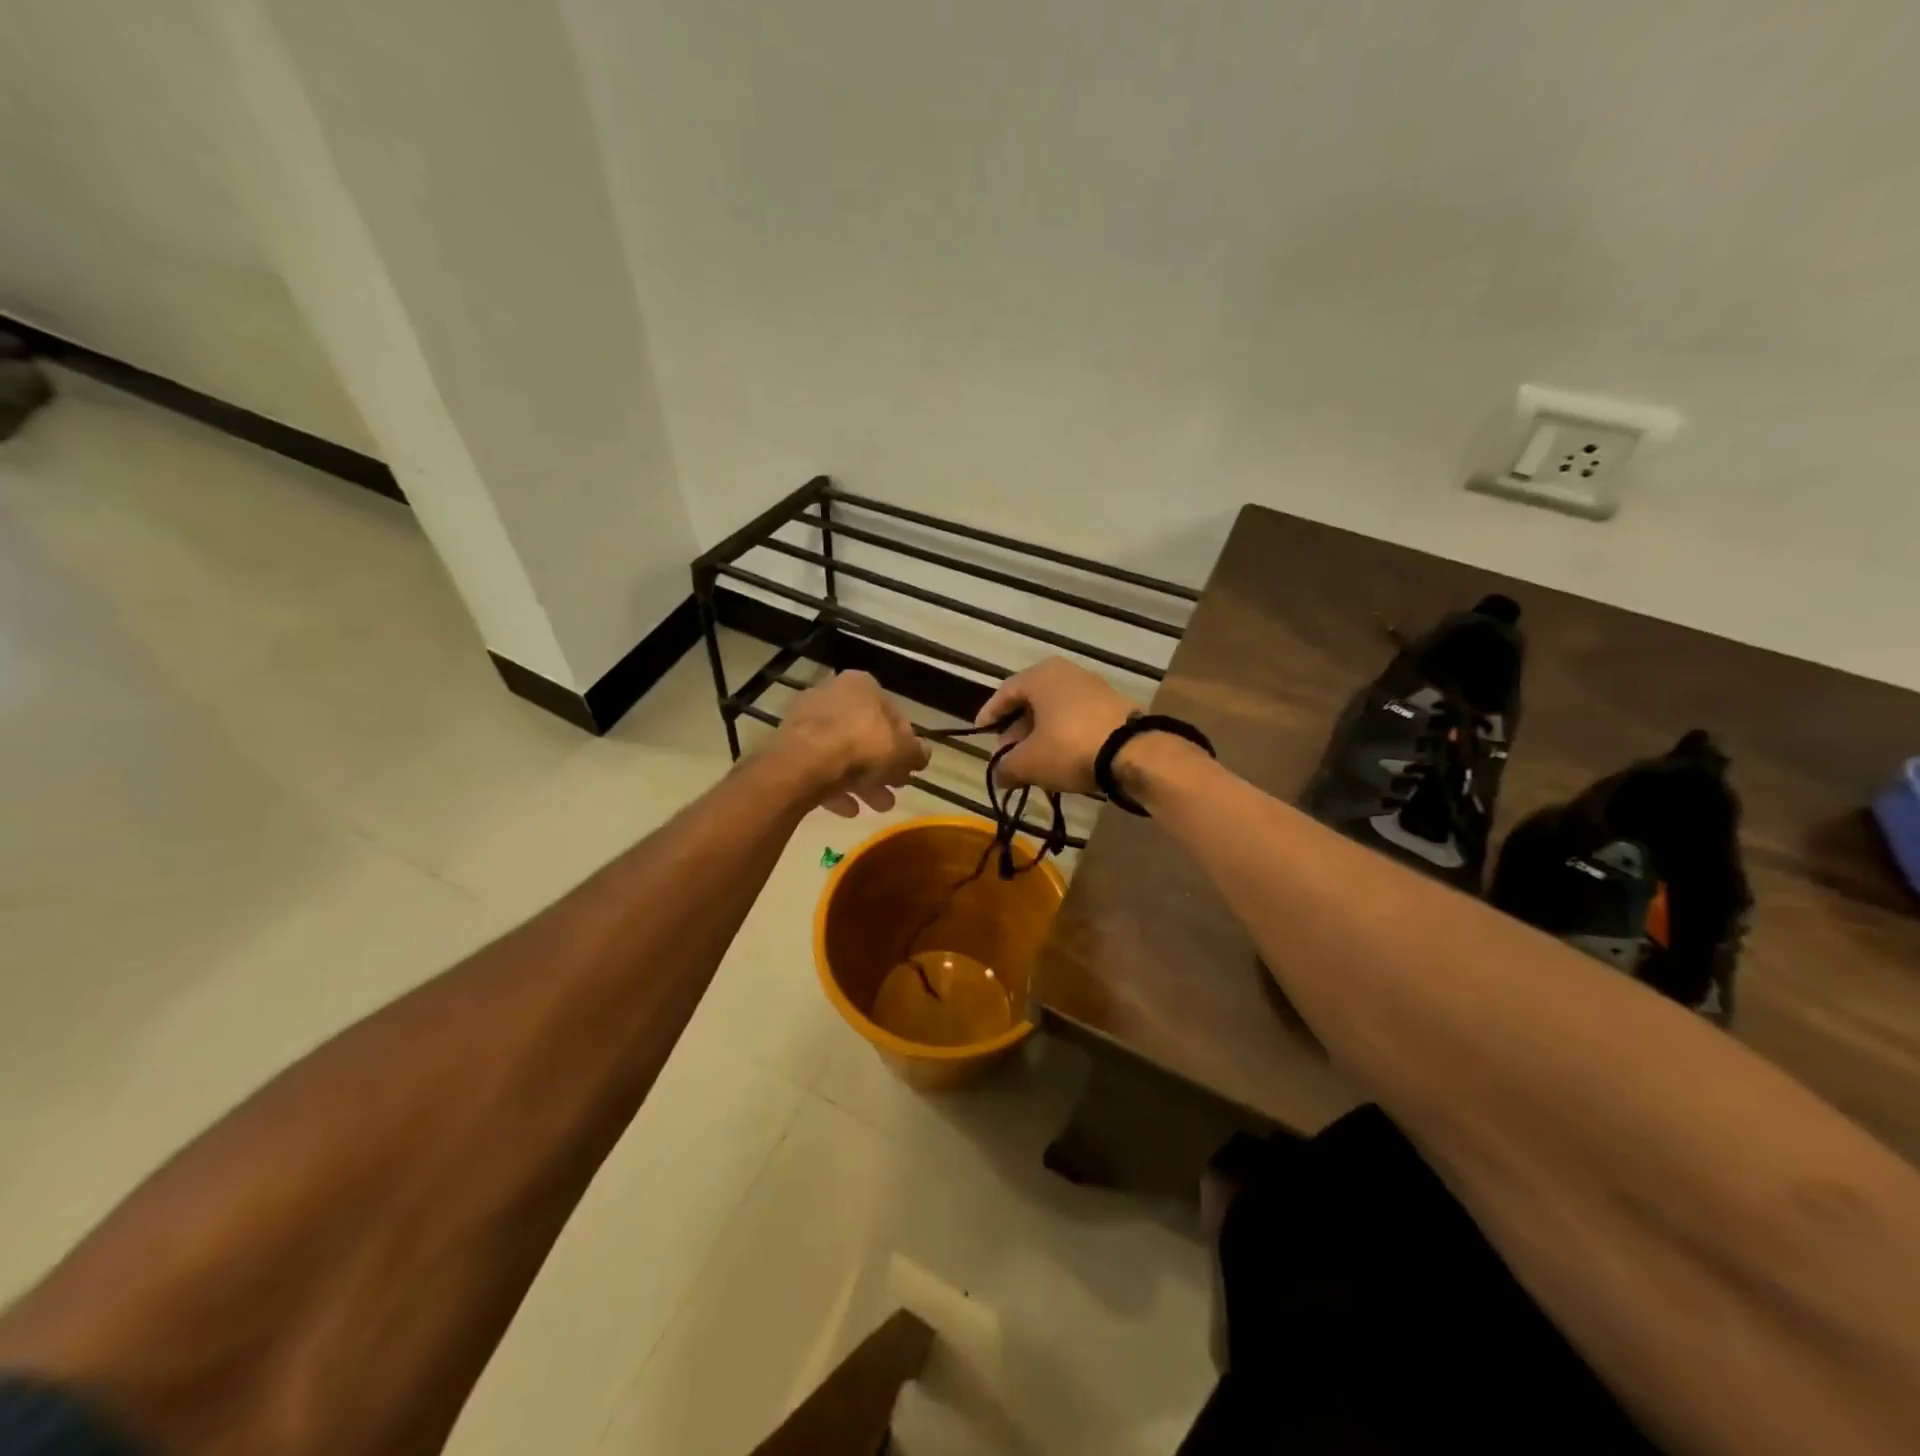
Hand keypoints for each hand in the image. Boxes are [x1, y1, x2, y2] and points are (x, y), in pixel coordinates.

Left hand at [771, 670, 929, 816]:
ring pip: (841, 753)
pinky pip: (818, 767)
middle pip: (864, 735)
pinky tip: (848, 810)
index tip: (910, 766)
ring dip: (862, 782)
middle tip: (896, 790)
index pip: (892, 713)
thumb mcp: (903, 752)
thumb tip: (924, 754)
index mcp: (861, 685)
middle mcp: (832, 695)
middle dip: (882, 767)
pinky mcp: (788, 746)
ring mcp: (806, 720)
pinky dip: (834, 787)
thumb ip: (917, 752)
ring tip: (877, 807)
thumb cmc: (861, 746)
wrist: (804, 764)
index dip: (905, 742)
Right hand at [974, 658, 1136, 792]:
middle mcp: (1067, 674)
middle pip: (1031, 702)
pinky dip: (1063, 738)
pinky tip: (1060, 763)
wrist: (1134, 752)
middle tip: (1007, 756)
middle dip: (1016, 732)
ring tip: (1032, 765)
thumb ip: (1006, 768)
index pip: (1005, 692)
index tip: (980, 733)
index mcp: (1041, 675)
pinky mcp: (1114, 708)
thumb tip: (999, 776)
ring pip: (1055, 713)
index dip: (989, 715)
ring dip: (1040, 737)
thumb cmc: (1069, 746)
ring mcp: (1094, 689)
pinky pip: (1077, 720)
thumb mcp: (1029, 762)